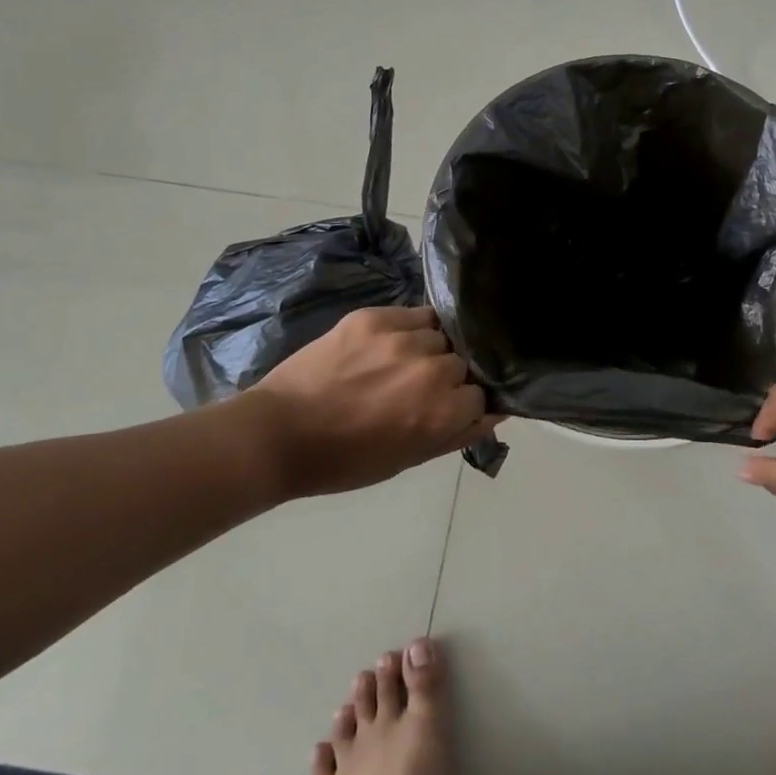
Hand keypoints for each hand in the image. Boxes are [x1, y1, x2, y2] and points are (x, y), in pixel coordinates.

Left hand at [245, 307, 497, 496]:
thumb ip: (459, 434)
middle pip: (464, 363)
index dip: (462, 404)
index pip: (481, 394)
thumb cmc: (345, 461)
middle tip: (416, 389)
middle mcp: (431, 369)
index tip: (440, 411)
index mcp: (442, 411)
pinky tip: (390, 343)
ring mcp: (402, 339)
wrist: (278, 434)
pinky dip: (410, 328)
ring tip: (401, 363)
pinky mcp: (374, 317)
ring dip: (429, 349)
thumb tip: (497, 411)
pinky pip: (414, 314)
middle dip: (448, 376)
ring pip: (441, 335)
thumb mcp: (409, 459)